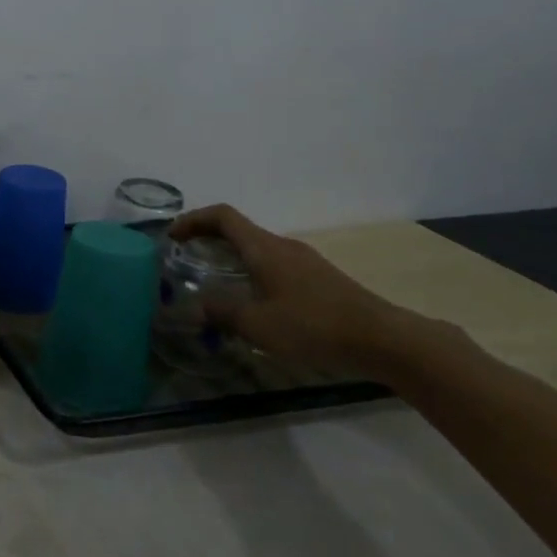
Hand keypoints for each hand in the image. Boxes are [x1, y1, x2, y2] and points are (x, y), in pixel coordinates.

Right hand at [169, 204, 440, 376]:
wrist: (383, 339)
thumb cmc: (313, 326)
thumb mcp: (257, 324)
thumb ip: (221, 312)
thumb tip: (196, 306)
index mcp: (264, 249)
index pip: (222, 216)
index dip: (193, 219)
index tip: (172, 236)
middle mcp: (283, 247)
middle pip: (238, 230)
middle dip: (207, 238)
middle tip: (184, 257)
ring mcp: (304, 262)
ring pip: (257, 248)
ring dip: (230, 256)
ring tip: (213, 280)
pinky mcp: (319, 279)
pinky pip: (273, 264)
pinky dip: (251, 270)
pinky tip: (251, 300)